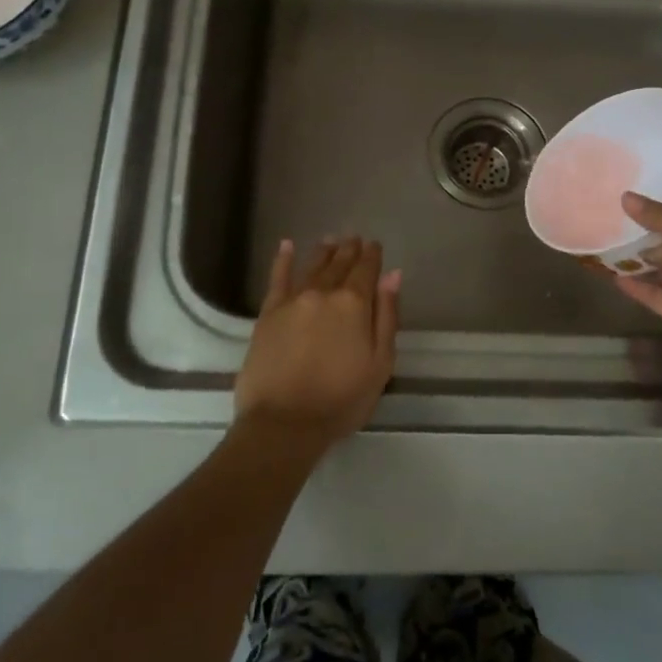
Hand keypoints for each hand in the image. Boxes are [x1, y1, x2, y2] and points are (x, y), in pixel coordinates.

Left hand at [234, 237, 399, 453]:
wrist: (284, 422)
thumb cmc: (341, 399)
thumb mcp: (380, 363)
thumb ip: (387, 316)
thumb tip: (393, 275)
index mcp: (354, 304)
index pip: (366, 270)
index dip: (372, 256)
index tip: (375, 245)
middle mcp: (323, 293)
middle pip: (339, 264)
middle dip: (349, 250)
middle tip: (354, 238)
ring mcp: (293, 300)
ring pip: (312, 267)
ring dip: (324, 251)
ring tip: (331, 240)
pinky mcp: (268, 313)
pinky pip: (278, 278)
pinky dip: (283, 260)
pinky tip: (287, 245)